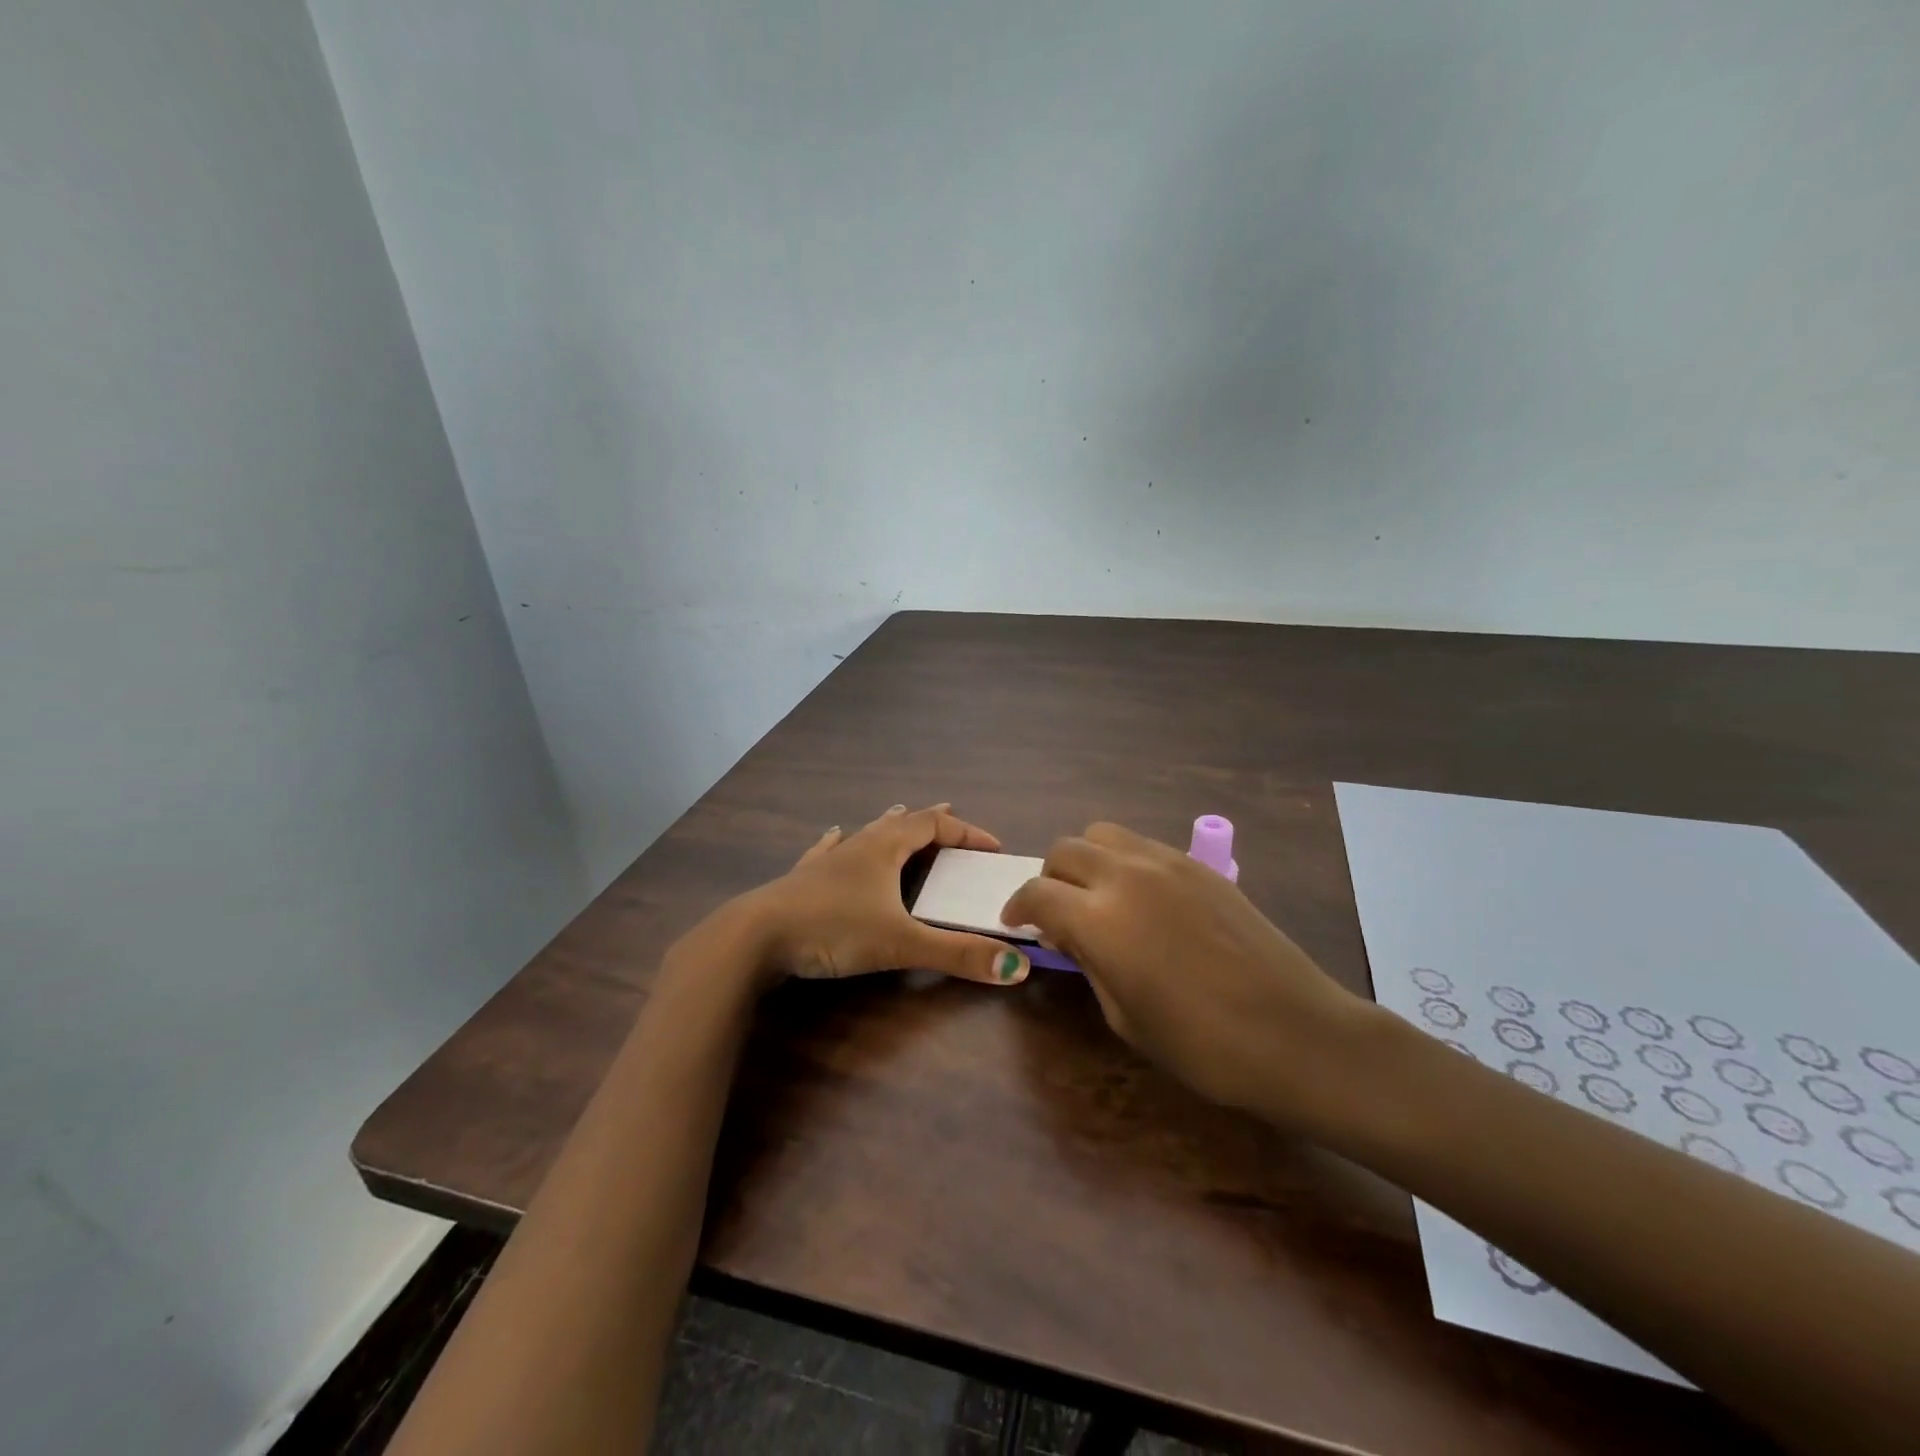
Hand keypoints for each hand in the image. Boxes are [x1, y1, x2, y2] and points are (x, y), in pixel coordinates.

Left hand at [743, 803, 1032, 988]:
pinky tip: (833, 836)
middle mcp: (858, 845)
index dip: (966, 832)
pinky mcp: (802, 879)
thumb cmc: (832, 929)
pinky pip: (827, 851)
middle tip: (952, 822)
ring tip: (900, 817)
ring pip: (865, 834)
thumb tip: (1018, 968)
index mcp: (884, 848)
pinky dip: (840, 843)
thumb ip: (957, 956)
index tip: (992, 847)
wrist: (755, 937)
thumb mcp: (900, 944)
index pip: (934, 826)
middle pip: (901, 823)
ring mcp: (827, 860)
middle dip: (931, 823)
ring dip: (890, 828)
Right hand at [1002, 822, 1380, 1128]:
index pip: (1037, 893)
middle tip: (1058, 913)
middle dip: (1049, 878)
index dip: (1018, 907)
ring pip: (1103, 835)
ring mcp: (1167, 862)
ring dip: (1086, 861)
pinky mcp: (1200, 865)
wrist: (1296, 1033)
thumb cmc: (1202, 1045)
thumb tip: (1070, 934)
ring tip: (1099, 897)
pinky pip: (1143, 846)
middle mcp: (1126, 875)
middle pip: (1065, 850)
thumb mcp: (1124, 1015)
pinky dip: (1125, 862)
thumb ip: (1089, 962)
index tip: (1017, 923)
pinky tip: (1143, 900)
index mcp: (1100, 918)